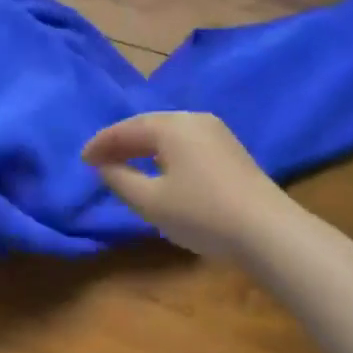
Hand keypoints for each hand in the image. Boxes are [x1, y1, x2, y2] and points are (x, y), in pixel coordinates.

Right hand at [82, 112, 292, 258]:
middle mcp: (193, 119)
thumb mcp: (150, 201)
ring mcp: (217, 133)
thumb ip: (120, 179)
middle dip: (122, 142)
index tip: (82, 160)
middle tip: (99, 160)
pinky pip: (186, 143)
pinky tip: (160, 169)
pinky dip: (165, 153)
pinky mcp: (231, 150)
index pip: (126, 129)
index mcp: (171, 125)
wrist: (269, 232)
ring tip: (125, 163)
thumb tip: (105, 166)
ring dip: (144, 147)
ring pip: (169, 134)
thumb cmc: (202, 213)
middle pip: (148, 126)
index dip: (101, 144)